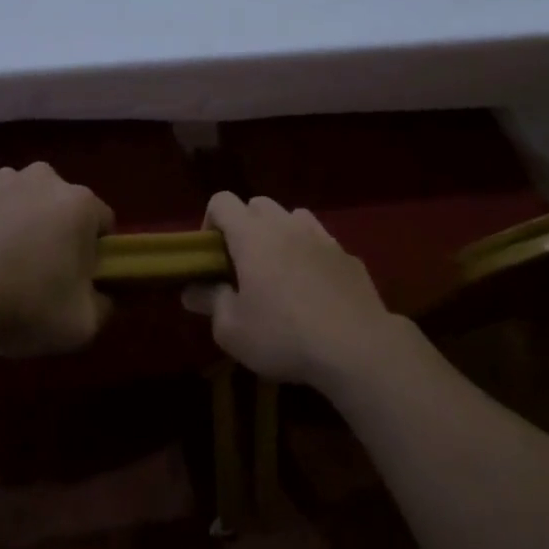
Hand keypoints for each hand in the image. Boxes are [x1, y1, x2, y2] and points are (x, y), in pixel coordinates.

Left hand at [0, 163, 114, 357]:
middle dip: (58, 231)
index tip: (80, 278)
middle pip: (63, 206)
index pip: (103, 223)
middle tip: (42, 273)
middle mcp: (45, 179)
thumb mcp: (82, 324)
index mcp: (81, 203)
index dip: (96, 252)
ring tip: (4, 264)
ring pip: (25, 200)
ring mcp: (2, 180)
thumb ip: (104, 306)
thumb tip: (103, 296)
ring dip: (23, 222)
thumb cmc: (25, 306)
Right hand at [185, 193, 402, 388]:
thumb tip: (191, 291)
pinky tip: (314, 289)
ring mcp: (322, 237)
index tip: (211, 255)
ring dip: (280, 234)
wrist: (357, 348)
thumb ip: (210, 303)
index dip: (210, 222)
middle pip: (258, 204)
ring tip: (280, 271)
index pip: (221, 201)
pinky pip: (322, 242)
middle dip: (245, 226)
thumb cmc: (284, 336)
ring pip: (293, 217)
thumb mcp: (232, 330)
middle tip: (243, 265)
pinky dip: (311, 254)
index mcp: (252, 235)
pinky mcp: (349, 256)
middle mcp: (286, 225)